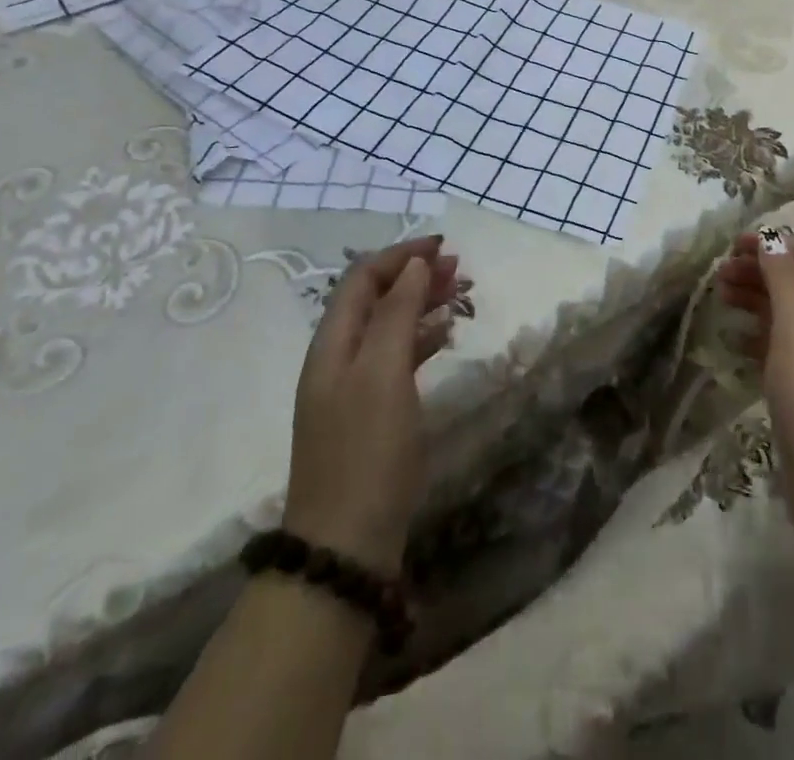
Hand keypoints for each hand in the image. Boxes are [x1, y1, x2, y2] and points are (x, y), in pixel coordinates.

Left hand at [282, 235, 459, 573]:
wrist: (346, 548)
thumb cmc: (366, 451)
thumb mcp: (382, 373)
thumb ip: (396, 313)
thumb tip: (414, 264)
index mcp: (333, 343)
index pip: (363, 278)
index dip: (401, 255)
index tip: (443, 246)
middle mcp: (338, 358)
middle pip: (375, 299)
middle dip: (414, 276)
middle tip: (459, 268)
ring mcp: (352, 389)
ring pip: (388, 327)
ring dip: (420, 304)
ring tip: (460, 294)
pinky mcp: (370, 416)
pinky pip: (396, 358)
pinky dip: (421, 338)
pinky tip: (445, 337)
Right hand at [717, 229, 793, 561]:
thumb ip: (786, 281)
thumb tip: (773, 240)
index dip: (774, 245)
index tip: (732, 246)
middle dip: (761, 271)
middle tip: (719, 273)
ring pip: (789, 316)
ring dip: (757, 300)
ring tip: (721, 297)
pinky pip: (783, 349)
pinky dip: (758, 335)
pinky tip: (734, 341)